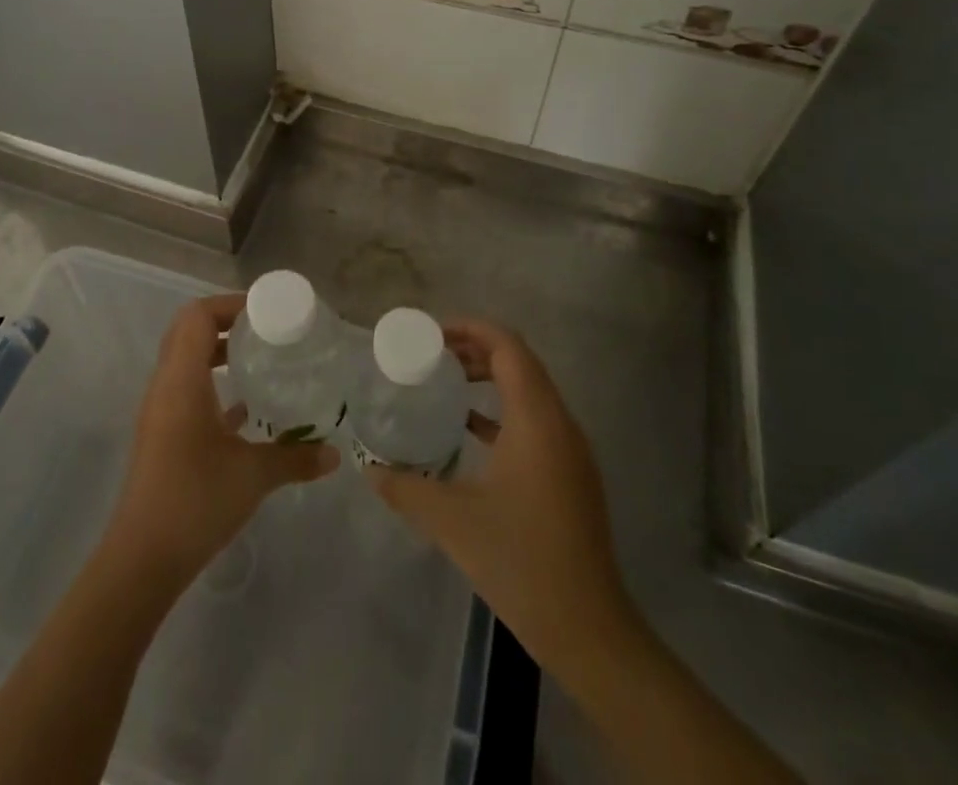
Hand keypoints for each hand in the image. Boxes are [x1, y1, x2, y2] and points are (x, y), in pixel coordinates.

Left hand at [106, 293, 337, 587]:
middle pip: (189, 330)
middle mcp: (166, 384)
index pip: (198, 315)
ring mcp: (161, 409)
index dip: (230, 305)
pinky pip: (187, 388)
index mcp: (182, 379)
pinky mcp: (163, 432)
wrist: (143, 558)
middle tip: (267, 331)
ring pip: (186, 359)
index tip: (267, 314)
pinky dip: (212, 382)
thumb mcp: (253, 475)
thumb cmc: (196, 500)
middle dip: (227, 322)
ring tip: (260, 360)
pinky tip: (245, 407)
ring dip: (218, 351)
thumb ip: (295, 457)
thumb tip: (335, 455)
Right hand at [370, 320, 635, 682]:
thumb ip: (406, 488)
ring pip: (530, 390)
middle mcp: (560, 423)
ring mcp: (571, 450)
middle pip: (520, 362)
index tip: (432, 333)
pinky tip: (470, 430)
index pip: (508, 347)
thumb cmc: (520, 561)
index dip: (471, 328)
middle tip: (433, 355)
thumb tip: (368, 469)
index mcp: (536, 419)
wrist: (588, 629)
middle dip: (476, 349)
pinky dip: (503, 411)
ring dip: (491, 378)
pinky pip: (536, 420)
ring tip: (447, 383)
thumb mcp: (451, 521)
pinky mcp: (571, 474)